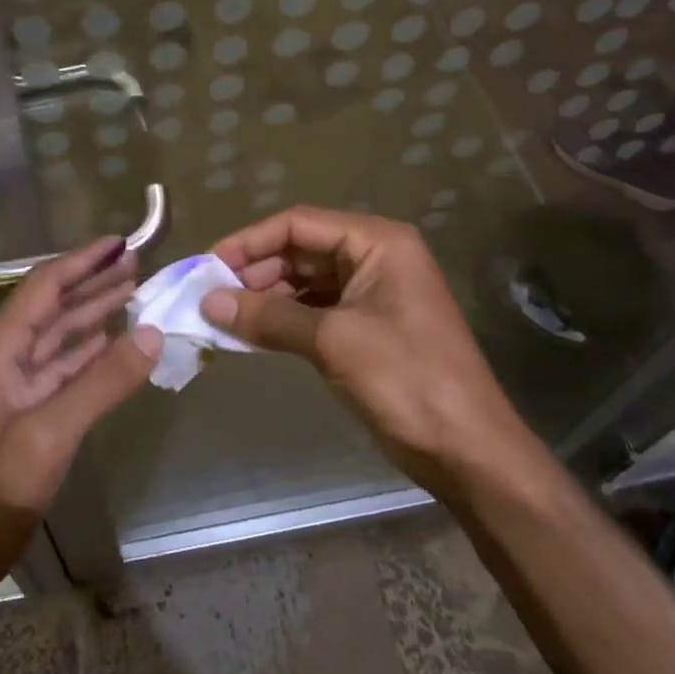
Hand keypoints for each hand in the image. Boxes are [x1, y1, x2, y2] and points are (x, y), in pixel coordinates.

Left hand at [0, 236, 159, 598]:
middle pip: (51, 308)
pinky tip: (112, 344)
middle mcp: (1, 360)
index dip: (82, 262)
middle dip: (92, 283)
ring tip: (133, 293)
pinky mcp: (21, 416)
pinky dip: (88, 354)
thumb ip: (101, 383)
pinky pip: (60, 372)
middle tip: (137, 263)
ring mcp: (10, 390)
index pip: (43, 288)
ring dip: (93, 315)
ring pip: (57, 339)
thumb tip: (152, 333)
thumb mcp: (48, 437)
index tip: (120, 242)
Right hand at [201, 207, 539, 493]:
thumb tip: (209, 302)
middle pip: (301, 249)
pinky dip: (284, 319)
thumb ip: (269, 316)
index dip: (249, 242)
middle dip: (255, 271)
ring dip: (266, 297)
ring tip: (223, 318)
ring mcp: (373, 293)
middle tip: (209, 298)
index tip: (207, 266)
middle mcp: (375, 257)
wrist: (467, 449)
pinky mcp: (368, 327)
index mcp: (377, 242)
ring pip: (305, 281)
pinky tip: (253, 335)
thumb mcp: (333, 341)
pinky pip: (316, 309)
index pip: (299, 224)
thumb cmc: (406, 379)